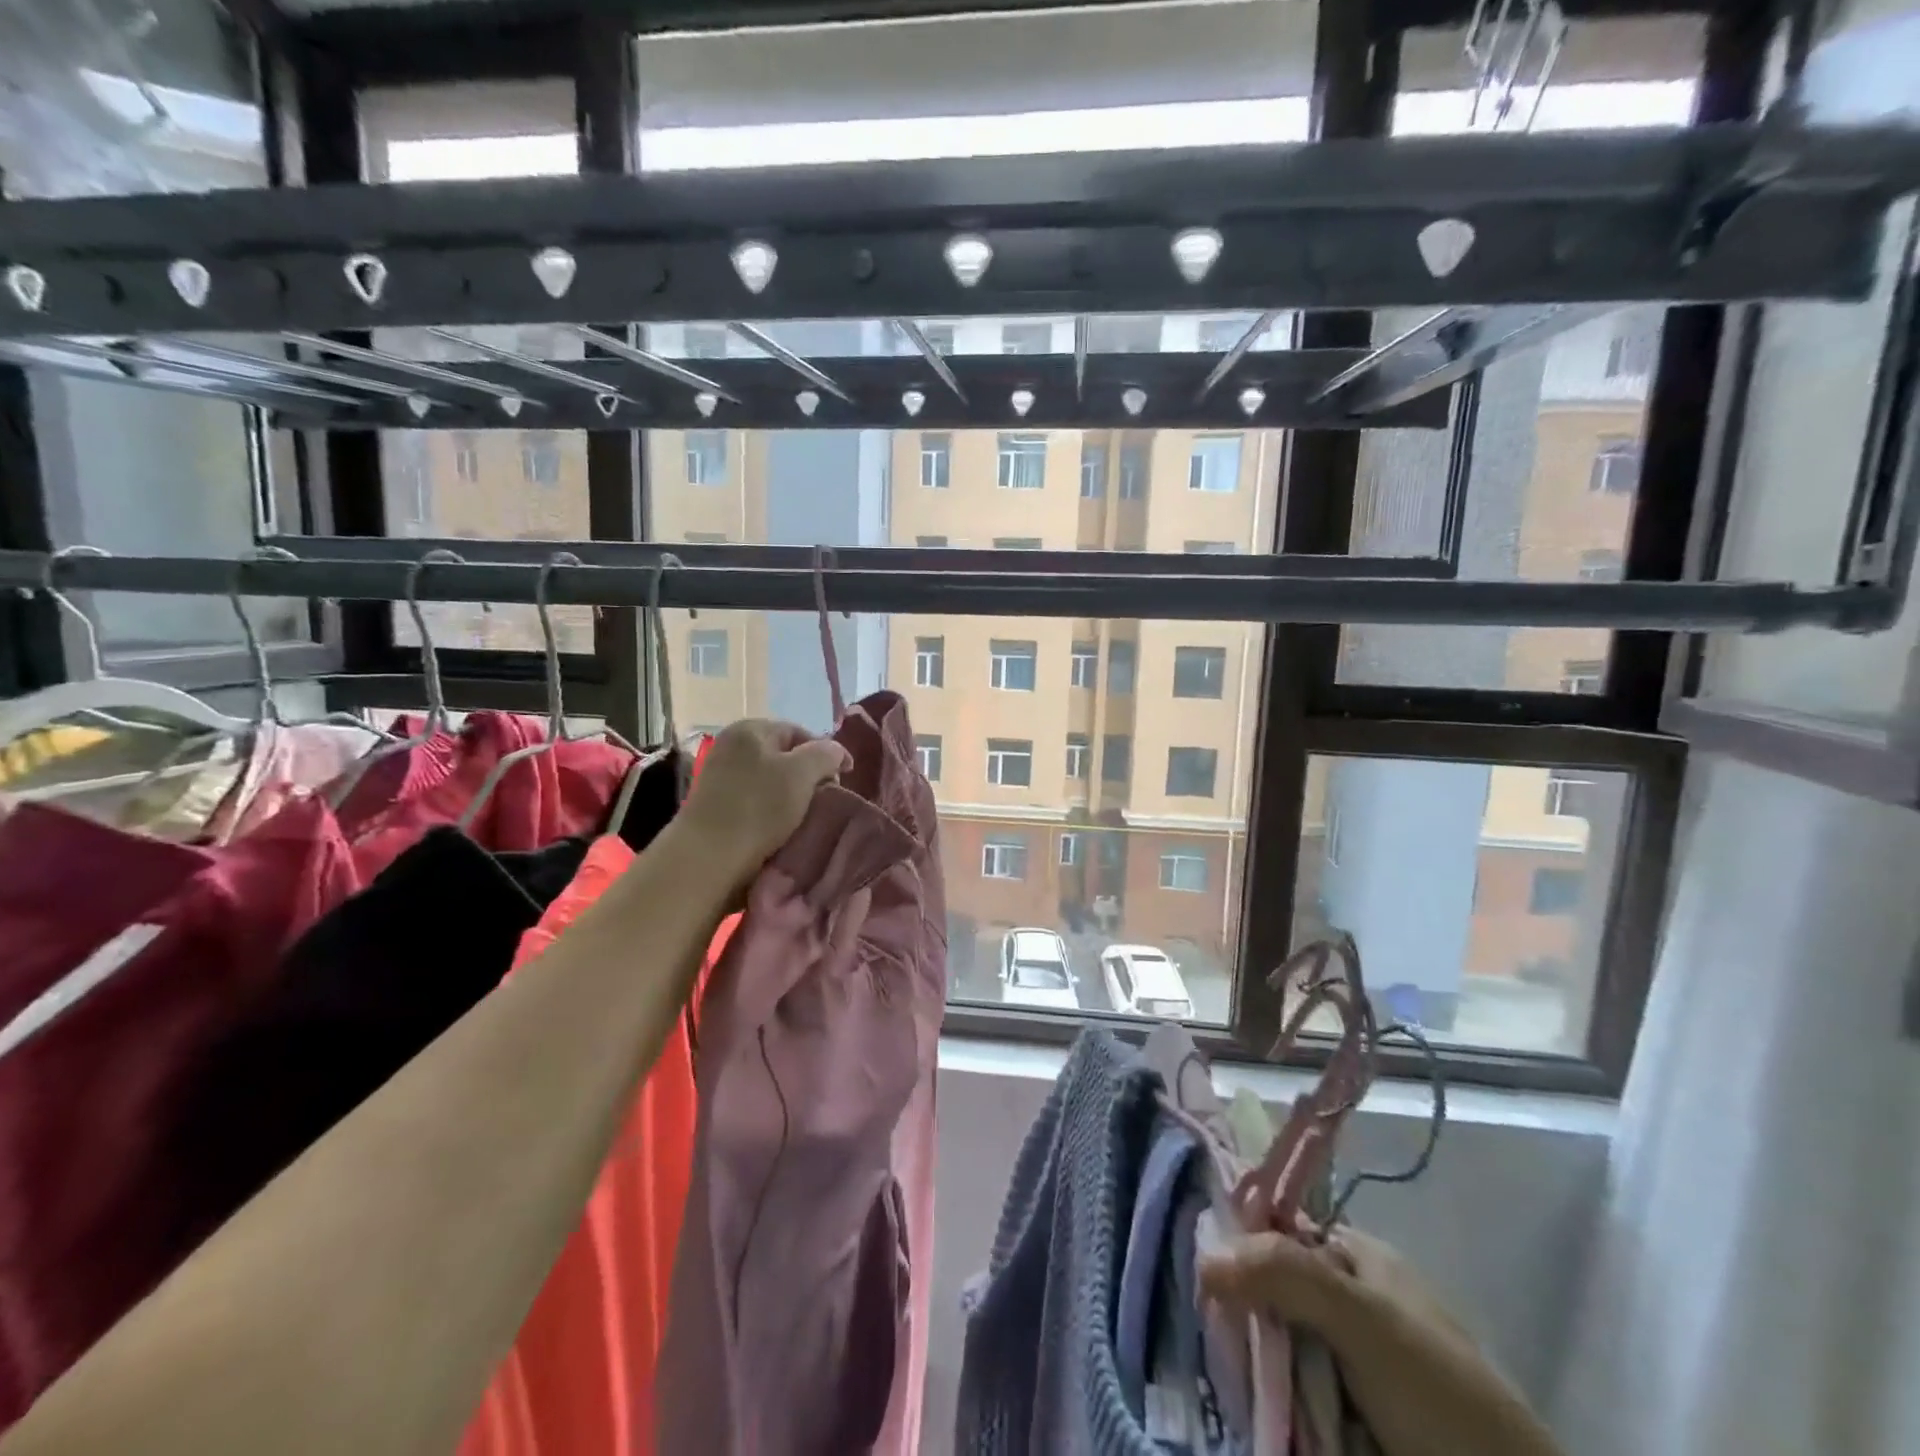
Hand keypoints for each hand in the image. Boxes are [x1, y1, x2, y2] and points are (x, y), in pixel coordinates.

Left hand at [678, 719, 849, 891]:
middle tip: (827, 802)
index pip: (800, 733)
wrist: (708, 859)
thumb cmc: (759, 808)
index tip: (844, 780)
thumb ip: (825, 754)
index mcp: (750, 730)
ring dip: (793, 800)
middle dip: (809, 779)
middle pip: (785, 758)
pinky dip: (774, 815)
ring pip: (772, 784)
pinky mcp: (717, 809)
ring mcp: (721, 779)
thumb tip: (836, 752)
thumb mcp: (802, 773)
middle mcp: (731, 747)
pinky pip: (757, 805)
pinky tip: (785, 832)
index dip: (826, 754)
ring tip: (808, 820)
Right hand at [1201, 1229, 1563, 1455]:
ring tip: (1217, 1376)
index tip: (1198, 1267)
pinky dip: (1263, 1404)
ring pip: (1270, 1347)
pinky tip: (1243, 1406)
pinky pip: (1283, 1397)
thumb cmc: (1441, 1395)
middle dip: (1237, 1313)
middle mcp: (1343, 1300)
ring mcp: (1341, 1363)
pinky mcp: (1338, 1417)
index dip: (1235, 1240)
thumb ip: (1287, 1274)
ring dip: (1246, 1365)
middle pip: (1266, 1289)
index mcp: (1354, 1257)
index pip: (1275, 1227)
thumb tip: (1201, 1258)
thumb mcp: (1367, 1319)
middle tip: (1207, 1333)